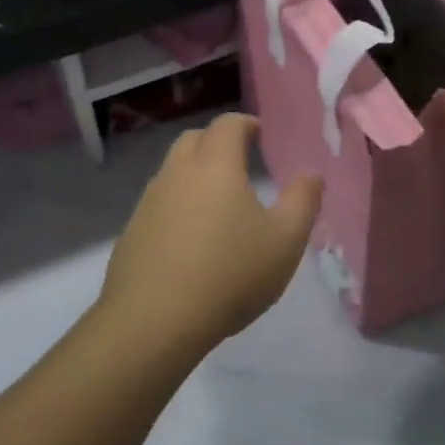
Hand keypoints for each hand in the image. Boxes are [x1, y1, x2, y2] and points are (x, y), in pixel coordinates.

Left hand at [98, 114, 322, 359]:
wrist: (154, 320)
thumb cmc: (229, 274)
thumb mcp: (284, 242)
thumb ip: (302, 202)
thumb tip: (312, 175)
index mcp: (214, 165)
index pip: (227, 125)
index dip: (245, 124)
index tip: (260, 135)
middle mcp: (176, 173)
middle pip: (193, 139)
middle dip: (216, 142)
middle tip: (239, 160)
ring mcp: (149, 201)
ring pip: (172, 170)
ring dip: (194, 173)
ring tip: (217, 201)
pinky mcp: (132, 231)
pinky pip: (158, 203)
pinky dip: (176, 204)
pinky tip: (190, 237)